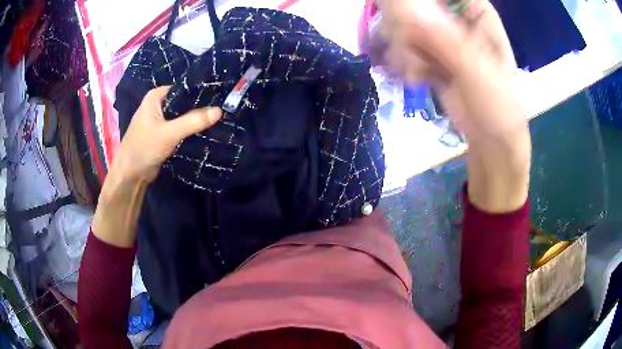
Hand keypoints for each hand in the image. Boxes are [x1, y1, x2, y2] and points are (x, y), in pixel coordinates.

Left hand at [111, 86, 222, 183]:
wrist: (130, 175)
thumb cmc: (144, 148)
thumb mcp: (169, 133)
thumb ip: (193, 121)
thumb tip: (220, 110)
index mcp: (156, 97)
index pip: (183, 89)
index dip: (200, 93)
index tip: (220, 98)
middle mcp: (158, 105)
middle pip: (184, 103)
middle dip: (200, 108)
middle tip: (222, 111)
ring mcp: (160, 120)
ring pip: (182, 116)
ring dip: (195, 121)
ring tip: (218, 121)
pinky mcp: (163, 134)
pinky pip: (180, 128)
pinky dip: (190, 131)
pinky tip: (204, 133)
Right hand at [375, 0, 530, 211]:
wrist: (492, 140)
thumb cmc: (498, 104)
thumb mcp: (477, 70)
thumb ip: (446, 39)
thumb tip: (407, 9)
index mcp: (475, 12)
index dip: (419, 4)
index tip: (409, 22)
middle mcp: (456, 19)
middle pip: (414, 6)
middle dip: (406, 29)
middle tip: (412, 52)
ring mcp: (441, 36)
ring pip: (403, 26)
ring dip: (404, 49)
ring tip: (417, 71)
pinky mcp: (430, 55)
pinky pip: (403, 48)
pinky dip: (405, 63)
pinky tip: (417, 78)